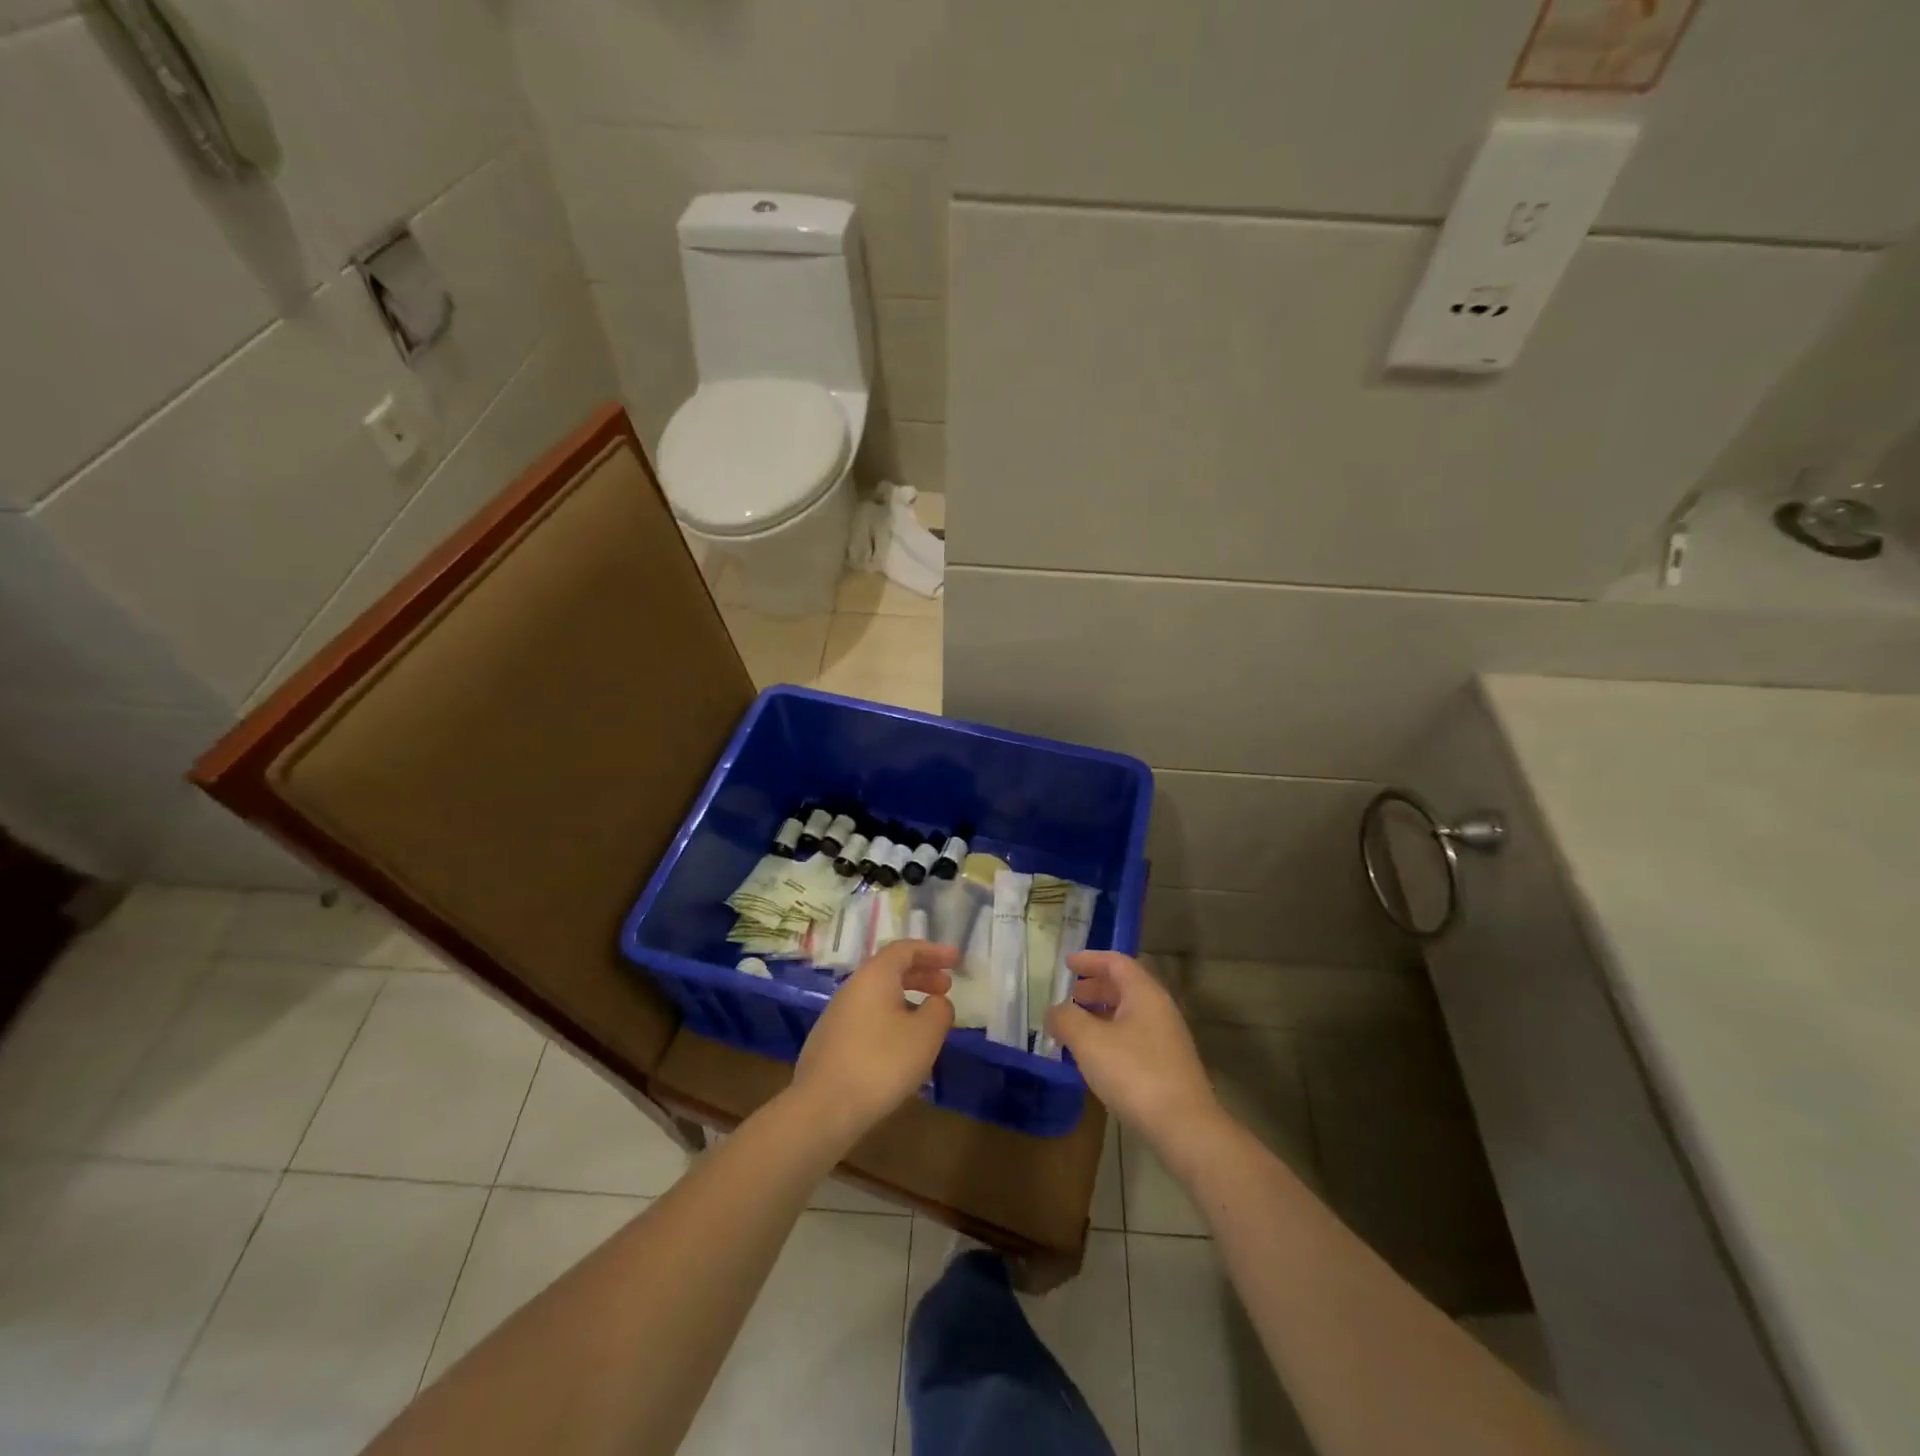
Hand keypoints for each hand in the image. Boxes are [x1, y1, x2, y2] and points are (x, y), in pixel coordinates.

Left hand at [791, 940, 956, 1148]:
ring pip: (878, 994)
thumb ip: (939, 1010)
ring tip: (928, 1018)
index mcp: (874, 976)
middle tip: (946, 987)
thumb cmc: (880, 1063)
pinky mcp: (831, 1041)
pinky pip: (868, 1016)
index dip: (933, 951)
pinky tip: (901, 1045)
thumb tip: (937, 1002)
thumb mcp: (925, 1035)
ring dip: (907, 997)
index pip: (906, 949)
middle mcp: (853, 987)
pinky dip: (891, 1017)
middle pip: (890, 969)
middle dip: (922, 974)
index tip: (956, 960)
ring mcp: (837, 1014)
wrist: (822, 1109)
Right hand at [1044, 951, 1220, 1145]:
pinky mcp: (1168, 1065)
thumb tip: (1053, 1011)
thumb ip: (1066, 1019)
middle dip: (1095, 987)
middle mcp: (1159, 1009)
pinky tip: (1095, 1056)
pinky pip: (1134, 1036)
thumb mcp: (1089, 1041)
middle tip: (1069, 994)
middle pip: (1124, 986)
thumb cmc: (1134, 1073)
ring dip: (1101, 1013)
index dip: (1090, 959)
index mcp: (1144, 993)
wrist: (1184, 1128)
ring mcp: (1167, 1038)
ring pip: (1129, 1013)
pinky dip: (1111, 1035)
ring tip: (1075, 1026)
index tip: (1067, 963)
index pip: (1116, 962)